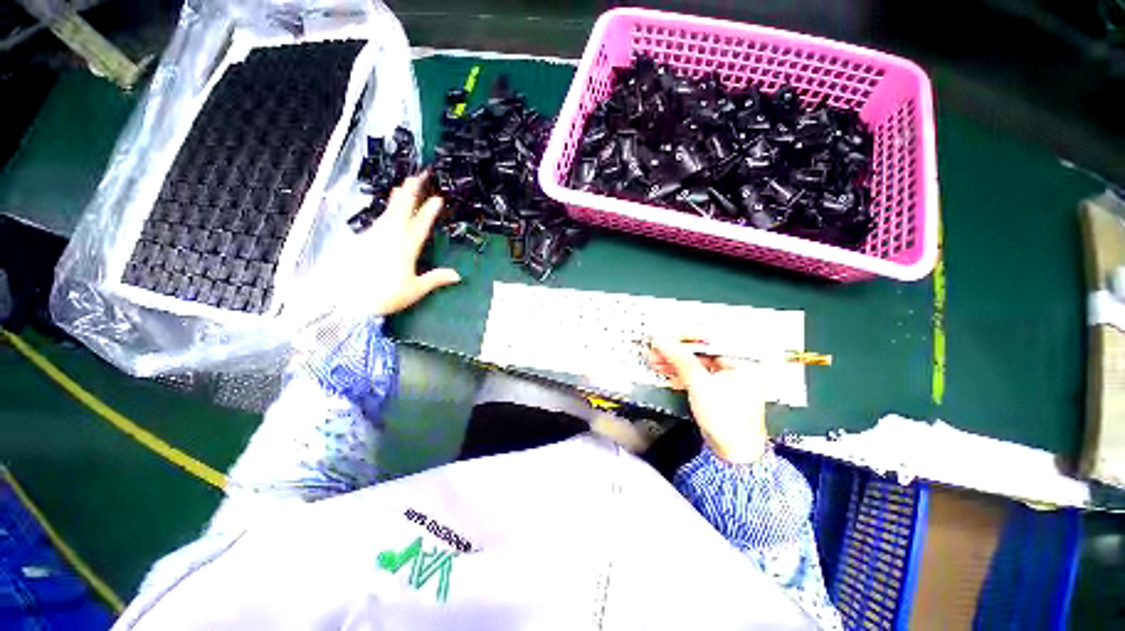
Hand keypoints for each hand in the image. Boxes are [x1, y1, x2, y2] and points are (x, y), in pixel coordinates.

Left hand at [362, 175, 460, 315]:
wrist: (346, 300)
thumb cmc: (385, 294)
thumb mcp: (414, 289)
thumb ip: (436, 279)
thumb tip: (457, 275)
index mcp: (406, 246)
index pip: (421, 223)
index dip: (430, 210)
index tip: (438, 198)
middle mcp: (390, 236)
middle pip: (401, 208)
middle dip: (411, 191)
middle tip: (418, 176)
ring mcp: (374, 235)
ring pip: (388, 211)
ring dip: (398, 198)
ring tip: (403, 188)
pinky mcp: (362, 240)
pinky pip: (379, 220)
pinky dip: (387, 212)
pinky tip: (388, 213)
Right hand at [647, 337, 767, 463]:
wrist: (734, 453)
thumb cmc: (727, 418)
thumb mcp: (700, 384)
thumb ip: (680, 359)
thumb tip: (661, 339)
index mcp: (742, 358)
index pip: (711, 335)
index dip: (685, 333)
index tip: (665, 332)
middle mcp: (736, 362)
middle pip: (701, 347)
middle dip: (676, 348)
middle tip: (656, 346)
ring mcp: (725, 374)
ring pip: (696, 360)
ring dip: (674, 359)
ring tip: (654, 358)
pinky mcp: (716, 385)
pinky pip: (695, 371)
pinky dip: (680, 371)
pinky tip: (664, 370)